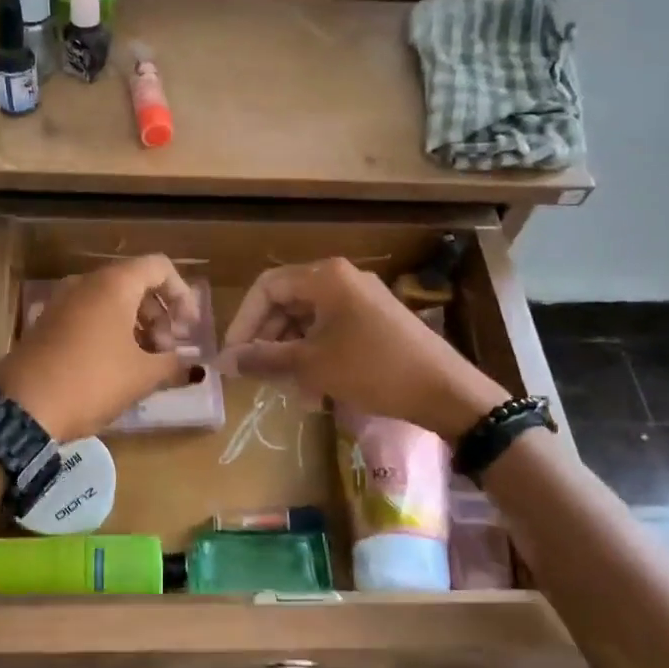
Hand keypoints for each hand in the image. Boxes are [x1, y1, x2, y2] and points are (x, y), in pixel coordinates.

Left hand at [0, 255, 200, 442]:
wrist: (22, 408)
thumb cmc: (92, 381)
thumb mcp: (141, 376)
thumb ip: (173, 365)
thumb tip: (192, 367)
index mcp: (114, 284)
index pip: (159, 267)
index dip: (181, 294)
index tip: (188, 330)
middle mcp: (86, 283)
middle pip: (136, 284)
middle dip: (159, 316)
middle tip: (166, 353)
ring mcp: (62, 302)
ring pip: (111, 302)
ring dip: (136, 327)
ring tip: (145, 365)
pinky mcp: (47, 324)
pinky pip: (89, 316)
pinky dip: (111, 333)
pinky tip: (116, 368)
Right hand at [221, 258, 508, 437]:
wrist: (445, 390)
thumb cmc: (372, 369)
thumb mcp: (312, 366)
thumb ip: (263, 359)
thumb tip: (223, 362)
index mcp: (325, 277)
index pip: (266, 288)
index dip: (243, 322)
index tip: (233, 356)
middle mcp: (342, 279)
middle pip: (287, 303)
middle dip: (267, 340)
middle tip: (256, 375)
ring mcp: (361, 299)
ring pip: (308, 321)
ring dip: (291, 353)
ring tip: (287, 389)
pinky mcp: (375, 321)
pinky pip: (331, 331)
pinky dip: (315, 356)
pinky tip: (315, 391)